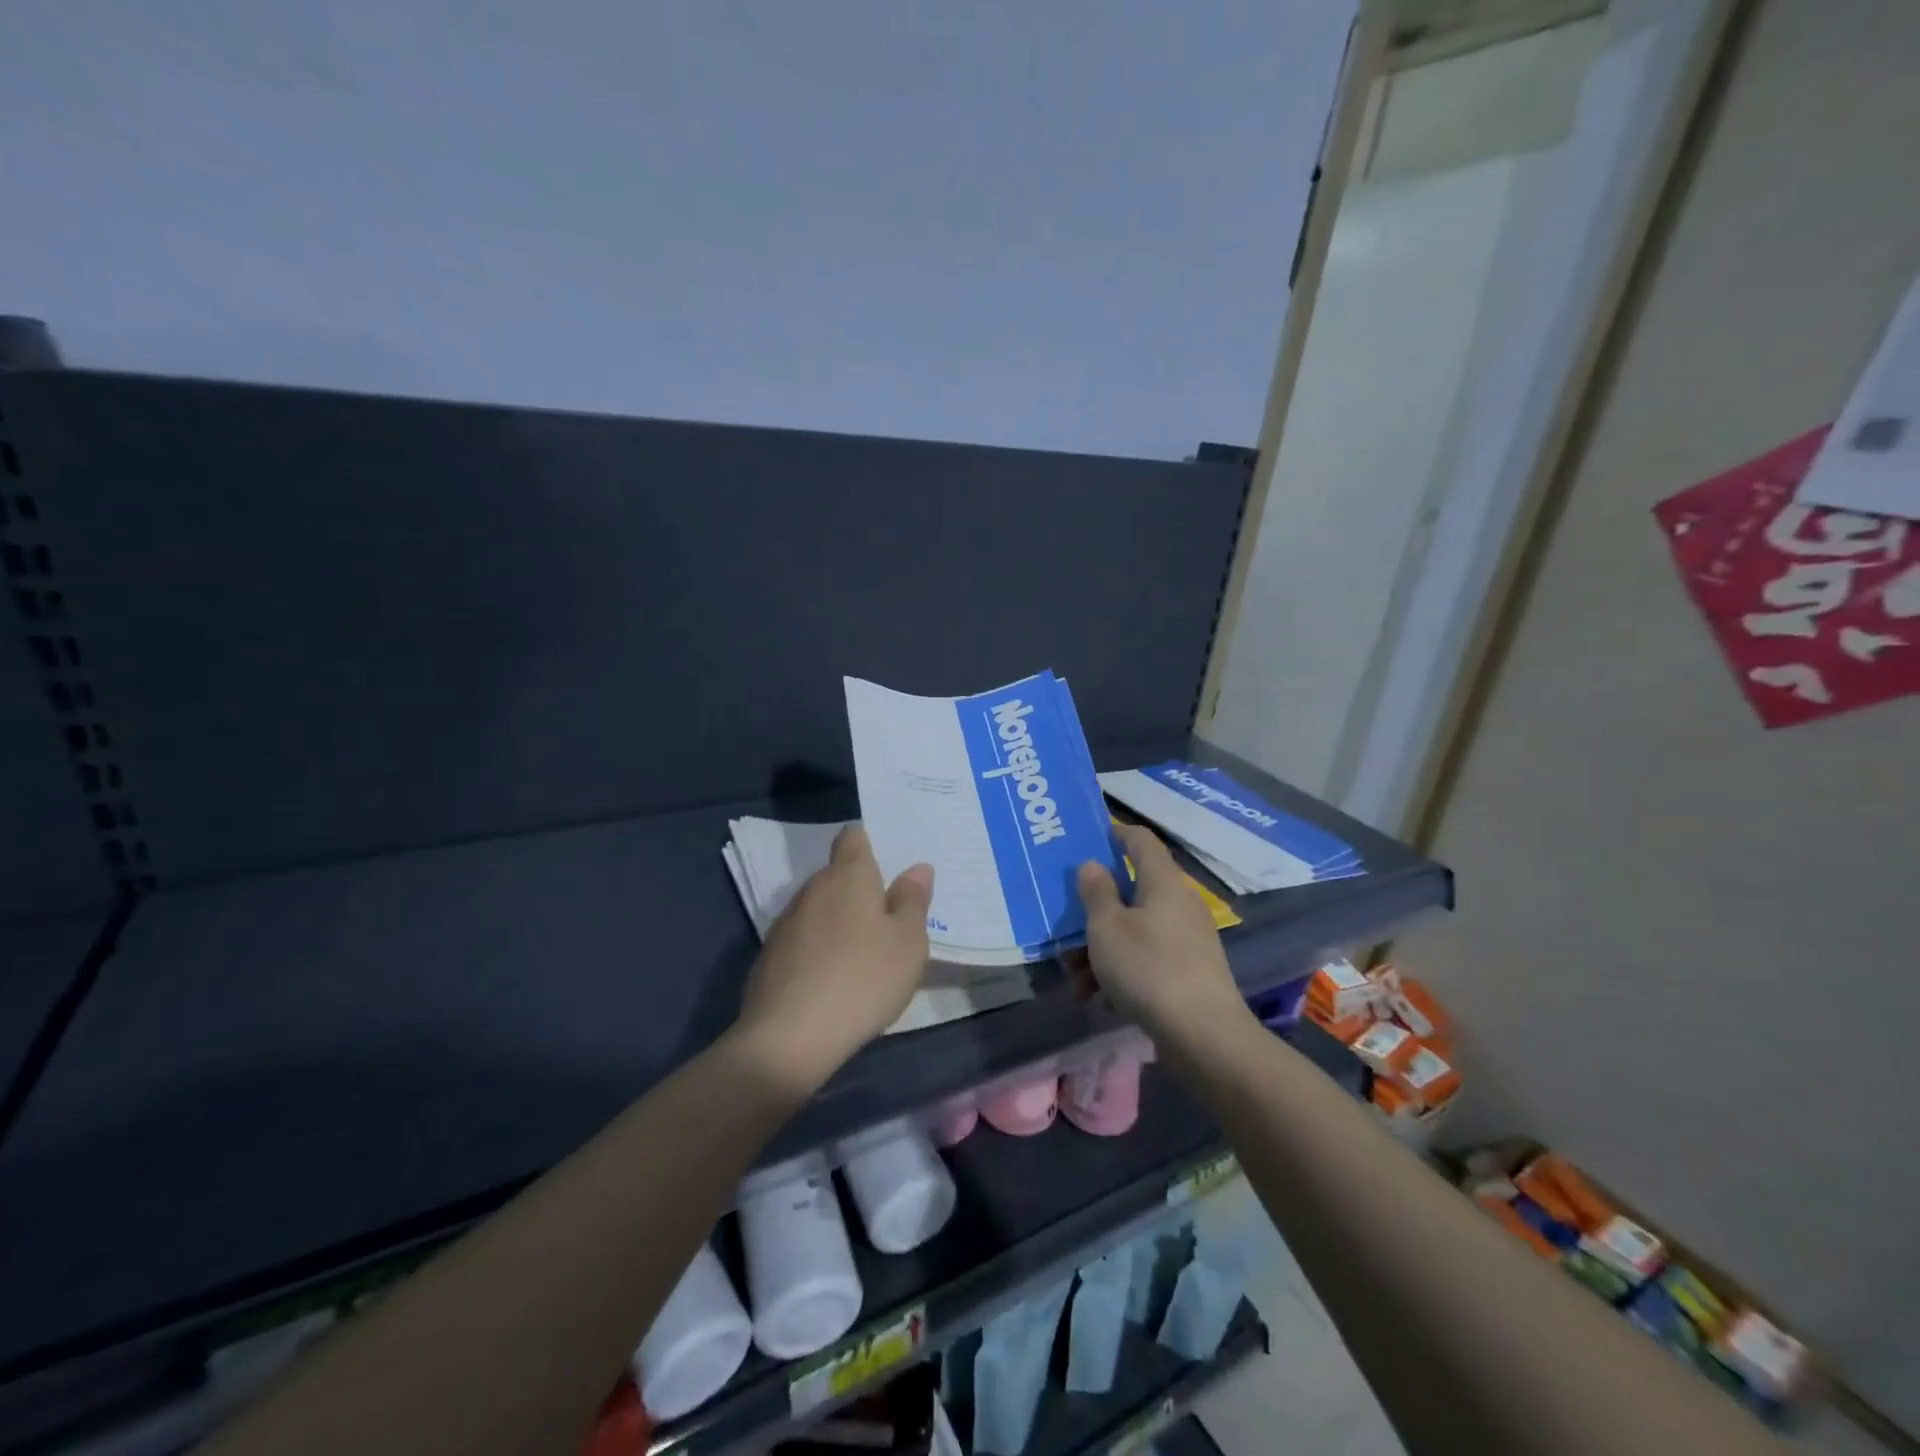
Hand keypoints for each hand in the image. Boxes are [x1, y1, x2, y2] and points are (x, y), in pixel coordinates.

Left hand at [732, 825, 933, 1093]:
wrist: (788, 1038)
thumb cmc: (862, 980)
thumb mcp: (907, 943)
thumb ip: (913, 901)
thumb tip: (917, 868)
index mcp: (848, 876)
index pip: (853, 837)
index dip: (870, 842)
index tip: (890, 863)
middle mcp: (812, 889)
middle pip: (837, 874)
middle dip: (860, 889)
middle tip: (890, 917)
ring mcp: (786, 922)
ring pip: (820, 908)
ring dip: (840, 921)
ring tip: (864, 953)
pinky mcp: (770, 955)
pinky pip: (803, 939)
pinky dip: (820, 948)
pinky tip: (834, 979)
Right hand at [1076, 823, 1245, 1043]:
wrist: (1203, 1035)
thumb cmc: (1147, 968)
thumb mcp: (1107, 927)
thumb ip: (1096, 892)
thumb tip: (1094, 864)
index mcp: (1163, 882)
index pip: (1140, 840)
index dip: (1114, 833)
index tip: (1087, 840)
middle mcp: (1179, 903)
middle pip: (1131, 892)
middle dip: (1095, 912)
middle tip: (1066, 929)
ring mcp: (1187, 938)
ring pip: (1134, 930)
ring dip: (1101, 949)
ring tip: (1076, 979)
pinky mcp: (1189, 971)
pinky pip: (1147, 958)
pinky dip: (1122, 971)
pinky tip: (1100, 999)